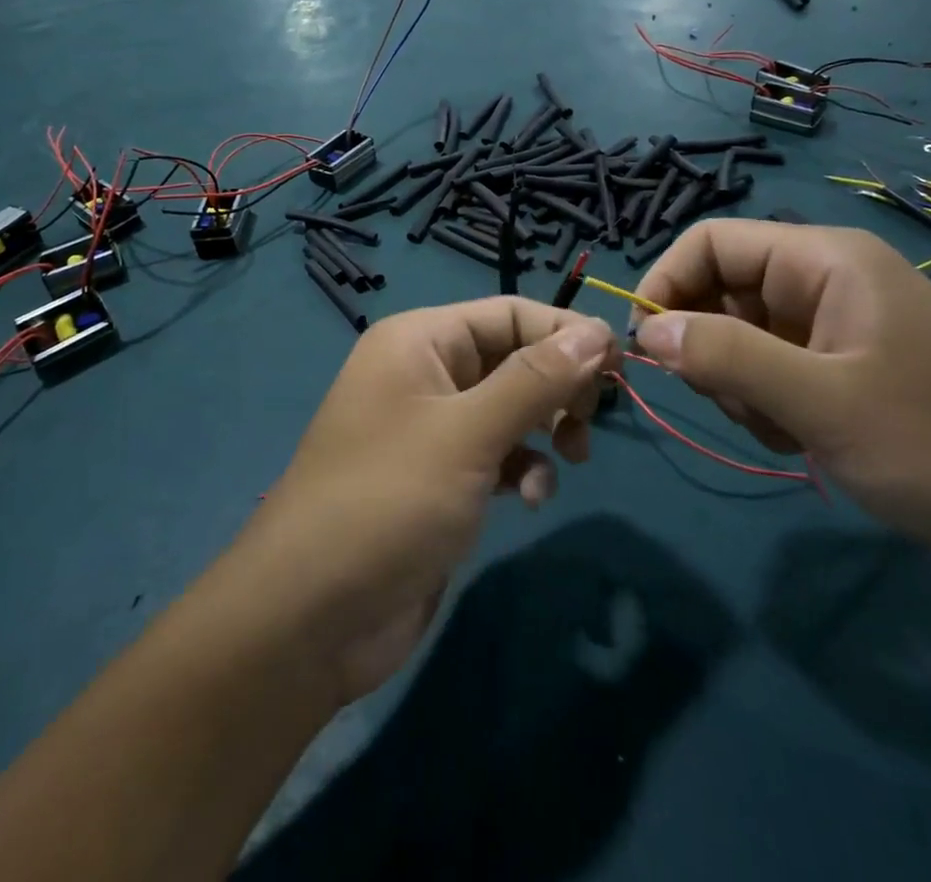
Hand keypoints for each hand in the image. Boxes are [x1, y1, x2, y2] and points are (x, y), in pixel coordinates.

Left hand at [231, 298, 616, 702]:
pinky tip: (527, 500)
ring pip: (509, 407)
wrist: (312, 616)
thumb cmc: (389, 501)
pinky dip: (520, 469)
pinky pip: (495, 453)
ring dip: (543, 430)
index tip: (619, 369)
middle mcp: (424, 372)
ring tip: (568, 460)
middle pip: (512, 358)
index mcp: (419, 340)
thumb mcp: (468, 433)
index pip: (509, 313)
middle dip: (557, 386)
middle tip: (588, 422)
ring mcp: (429, 427)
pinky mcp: (438, 477)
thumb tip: (597, 329)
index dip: (565, 333)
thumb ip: (536, 380)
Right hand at [631, 220, 930, 583]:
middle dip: (708, 346)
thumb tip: (643, 330)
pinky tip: (802, 438)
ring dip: (738, 383)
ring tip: (784, 427)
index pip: (710, 241)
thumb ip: (724, 357)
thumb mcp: (823, 402)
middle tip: (735, 402)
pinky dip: (765, 403)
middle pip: (720, 289)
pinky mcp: (839, 366)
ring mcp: (831, 325)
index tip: (645, 345)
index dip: (666, 283)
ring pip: (737, 334)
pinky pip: (768, 368)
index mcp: (824, 259)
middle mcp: (823, 279)